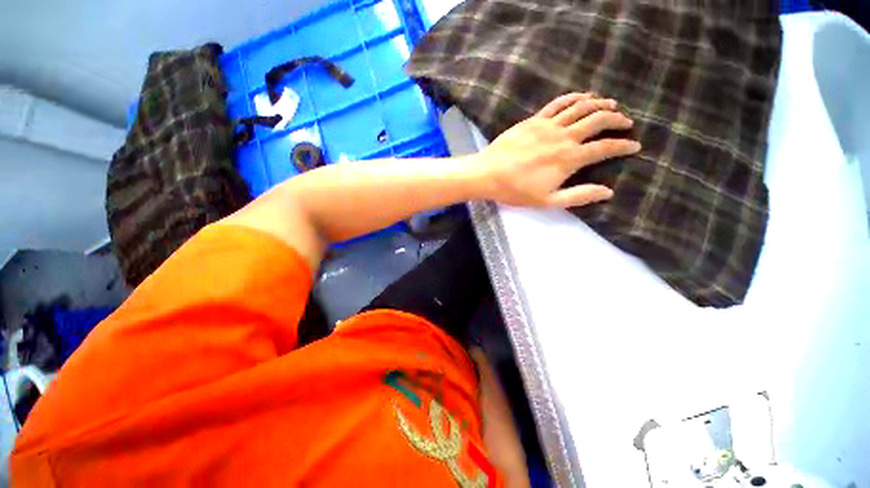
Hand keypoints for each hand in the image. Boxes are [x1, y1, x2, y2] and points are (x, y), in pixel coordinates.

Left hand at [472, 92, 640, 207]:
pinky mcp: (535, 119)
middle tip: (627, 123)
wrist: (488, 174)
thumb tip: (608, 192)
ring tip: (612, 106)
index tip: (635, 146)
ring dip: (600, 104)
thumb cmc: (516, 191)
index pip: (605, 148)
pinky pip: (559, 103)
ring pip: (582, 107)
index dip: (623, 146)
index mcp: (569, 159)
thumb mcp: (548, 201)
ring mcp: (549, 125)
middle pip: (598, 121)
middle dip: (617, 120)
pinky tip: (583, 97)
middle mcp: (564, 137)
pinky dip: (575, 97)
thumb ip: (579, 196)